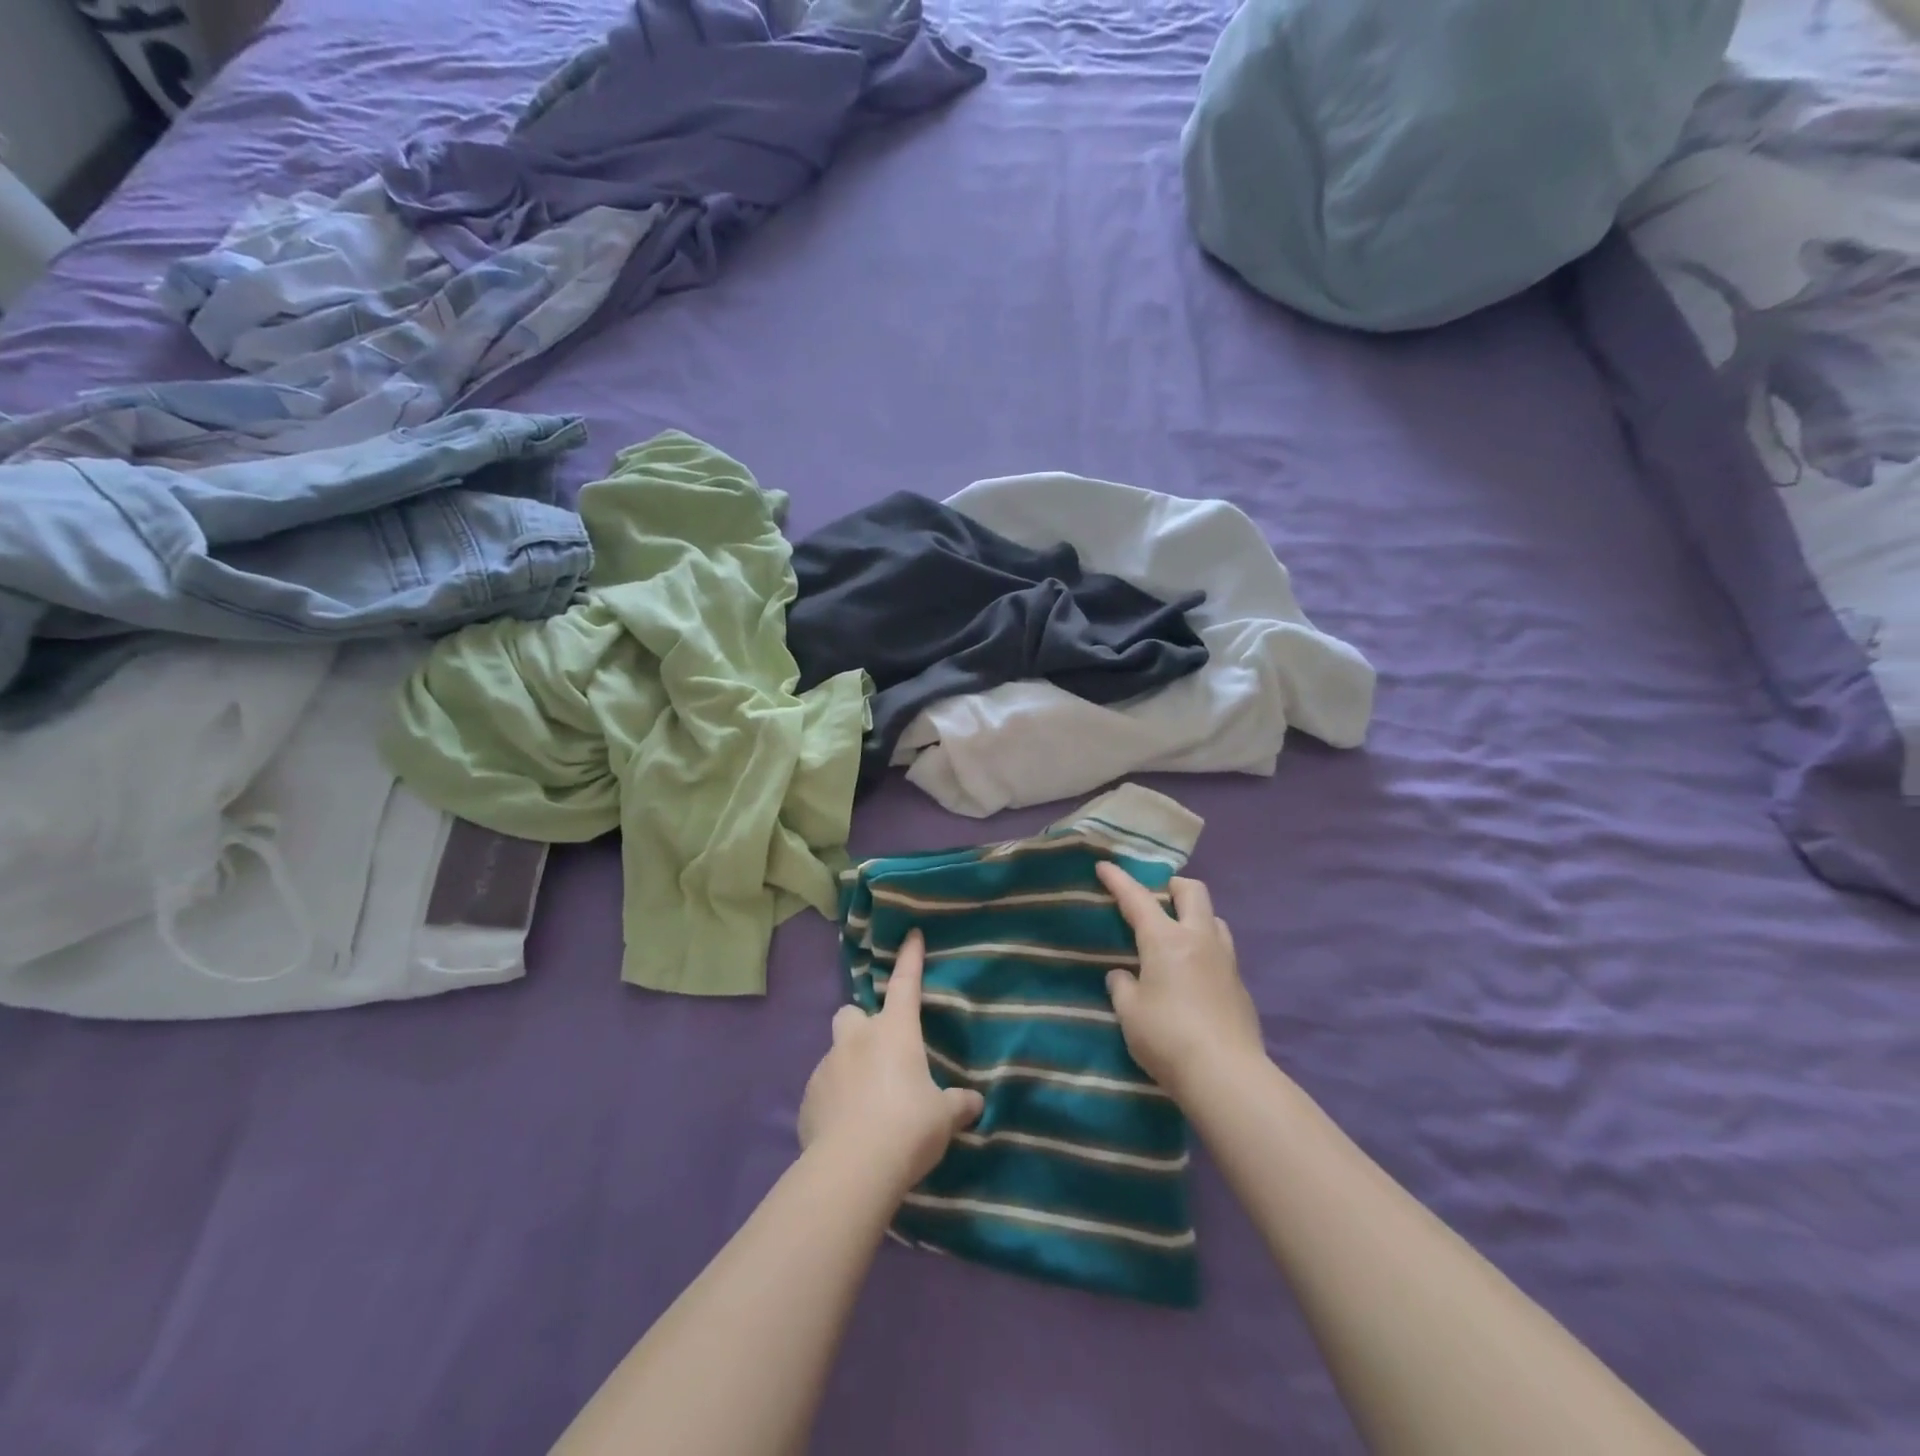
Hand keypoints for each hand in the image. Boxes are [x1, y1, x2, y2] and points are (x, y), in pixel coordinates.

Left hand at [798, 930, 984, 1194]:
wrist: (854, 1167)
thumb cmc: (908, 1127)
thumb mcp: (943, 1117)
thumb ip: (957, 1104)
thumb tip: (973, 1103)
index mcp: (894, 1031)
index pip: (905, 983)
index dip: (910, 959)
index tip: (911, 935)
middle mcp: (857, 1039)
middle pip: (851, 1013)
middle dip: (861, 1024)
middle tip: (878, 1050)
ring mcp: (826, 1067)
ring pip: (836, 1053)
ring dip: (849, 1067)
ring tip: (865, 1103)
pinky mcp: (807, 1100)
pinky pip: (823, 1091)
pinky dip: (834, 1101)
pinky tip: (847, 1129)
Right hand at [1097, 863, 1266, 1098]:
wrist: (1227, 1075)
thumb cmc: (1167, 1038)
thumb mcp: (1130, 1012)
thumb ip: (1123, 987)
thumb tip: (1123, 976)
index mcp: (1166, 940)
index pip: (1138, 899)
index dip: (1119, 880)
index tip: (1105, 866)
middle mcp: (1199, 939)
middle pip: (1193, 891)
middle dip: (1172, 886)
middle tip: (1156, 899)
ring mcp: (1226, 960)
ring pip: (1214, 918)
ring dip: (1195, 916)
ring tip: (1177, 936)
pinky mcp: (1241, 985)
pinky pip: (1222, 951)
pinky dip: (1205, 950)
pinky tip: (1194, 975)